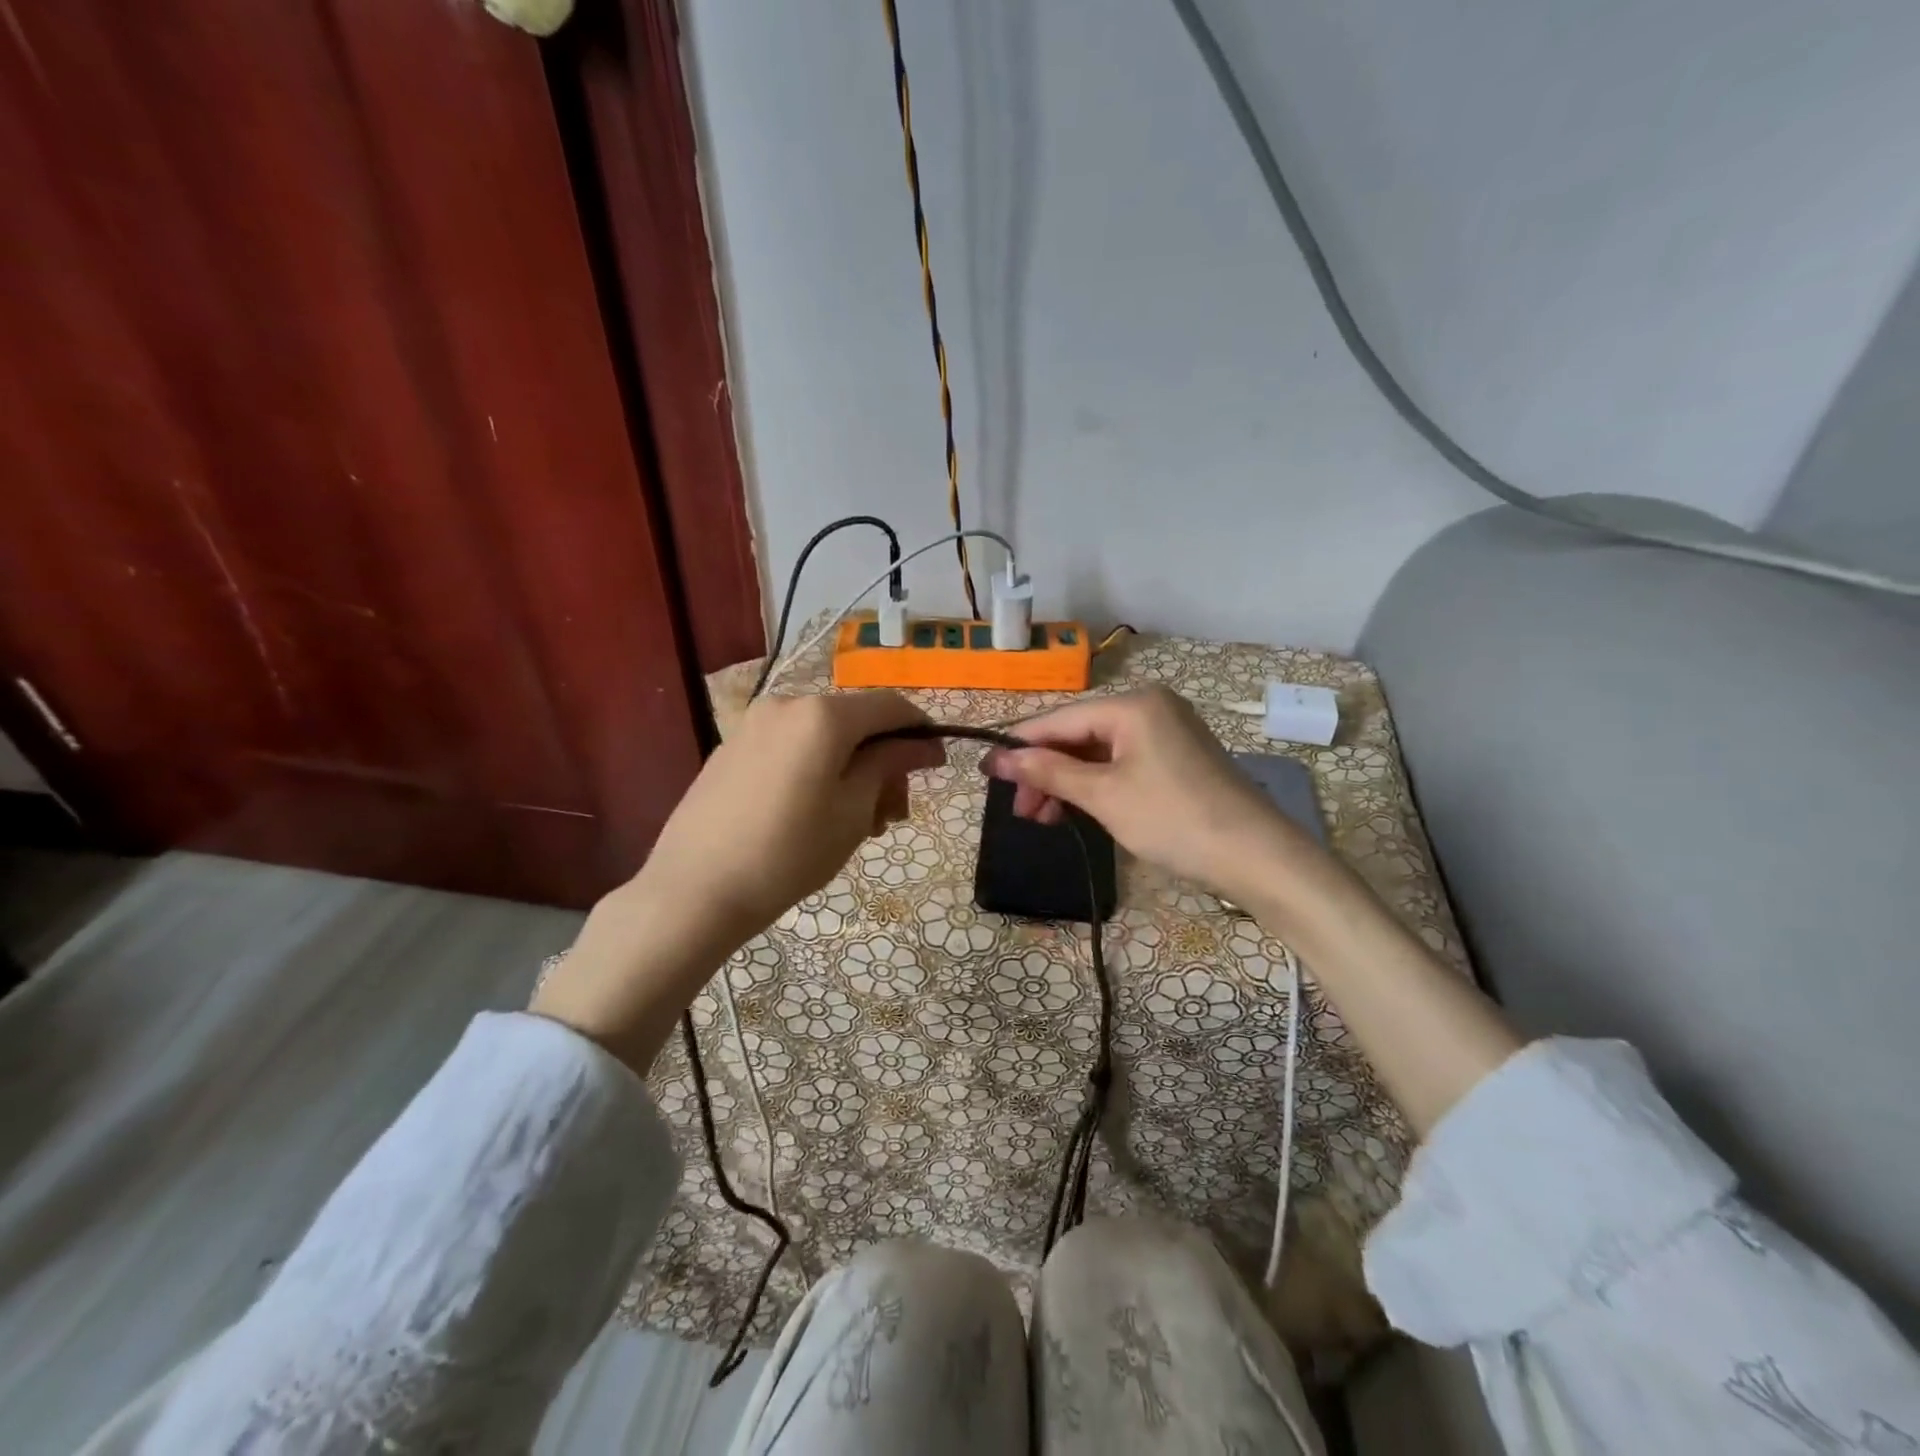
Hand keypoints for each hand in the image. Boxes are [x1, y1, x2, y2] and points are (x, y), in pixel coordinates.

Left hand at [636, 690, 943, 938]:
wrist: (694, 891)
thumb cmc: (789, 853)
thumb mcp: (853, 811)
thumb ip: (888, 765)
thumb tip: (920, 744)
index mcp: (822, 715)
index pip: (890, 706)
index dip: (920, 732)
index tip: (935, 766)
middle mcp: (786, 704)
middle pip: (855, 722)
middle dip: (883, 761)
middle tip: (892, 815)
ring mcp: (753, 726)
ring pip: (822, 737)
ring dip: (851, 769)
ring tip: (856, 822)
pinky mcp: (731, 750)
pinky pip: (791, 748)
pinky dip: (817, 769)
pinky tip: (815, 813)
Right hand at [983, 687, 1319, 904]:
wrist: (1257, 857)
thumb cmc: (1173, 819)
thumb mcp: (1104, 795)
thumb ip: (1050, 771)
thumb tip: (1000, 758)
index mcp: (1133, 705)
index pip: (1059, 720)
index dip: (1019, 745)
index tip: (986, 772)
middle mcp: (1151, 707)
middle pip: (1079, 735)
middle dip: (1045, 772)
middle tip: (1020, 811)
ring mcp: (1167, 732)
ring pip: (1099, 752)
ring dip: (1067, 783)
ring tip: (1041, 819)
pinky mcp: (1177, 758)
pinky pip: (1122, 764)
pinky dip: (1096, 786)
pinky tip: (1076, 811)